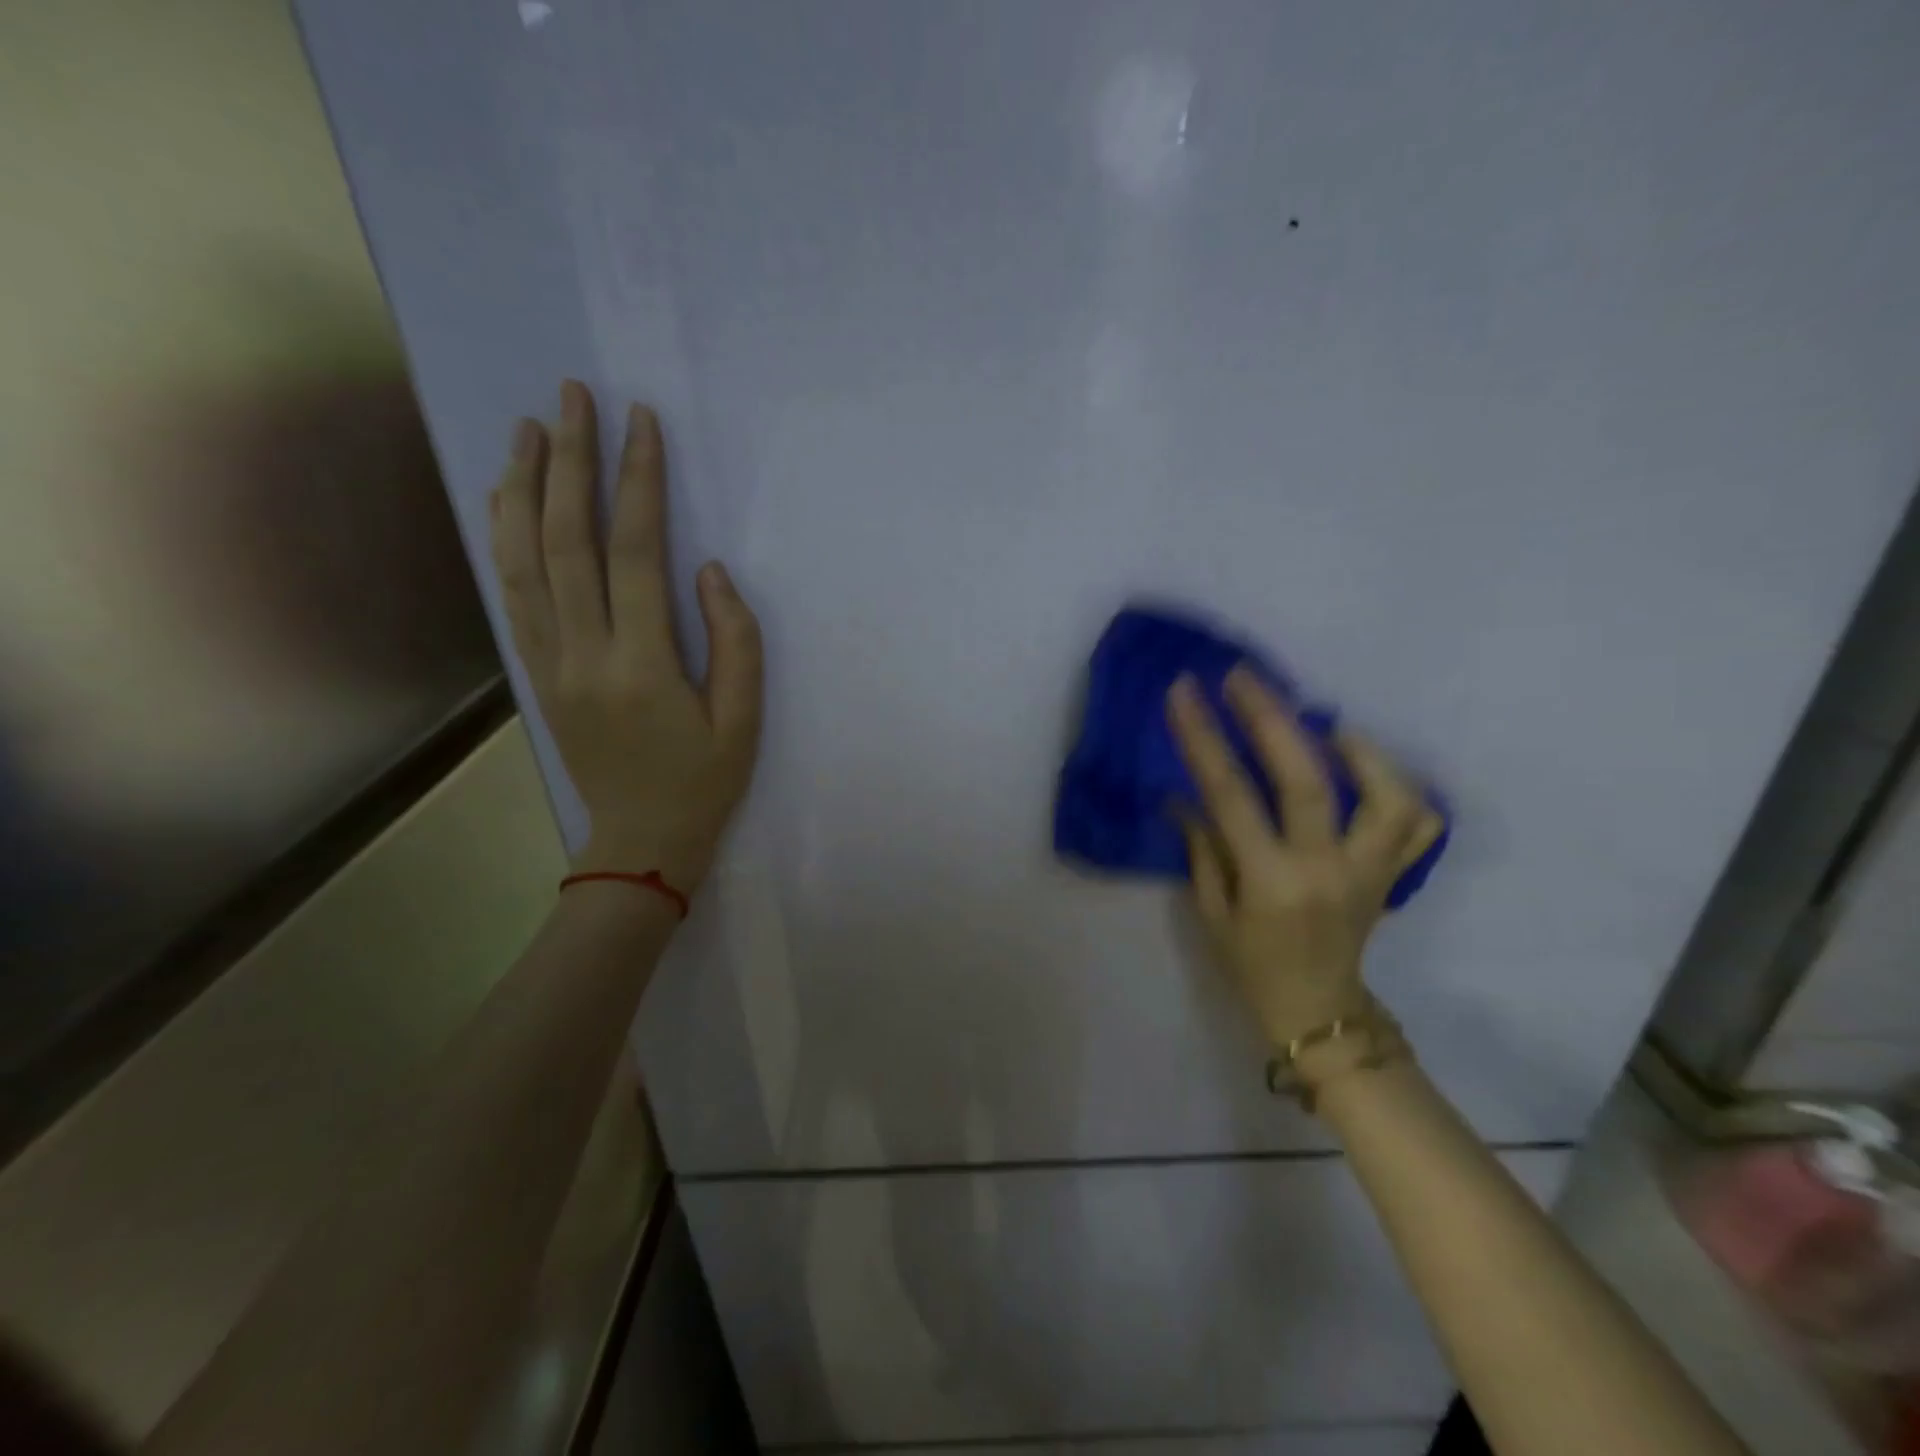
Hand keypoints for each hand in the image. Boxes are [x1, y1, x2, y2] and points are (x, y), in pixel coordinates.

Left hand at [489, 381, 762, 890]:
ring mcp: (549, 662)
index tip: (641, 423)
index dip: (638, 483)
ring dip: (523, 488)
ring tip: (528, 428)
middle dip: (568, 461)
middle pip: (565, 540)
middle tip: (571, 397)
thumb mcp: (744, 719)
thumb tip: (707, 569)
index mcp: (641, 664)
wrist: (641, 840)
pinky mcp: (538, 671)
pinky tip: (507, 500)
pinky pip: (514, 593)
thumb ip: (734, 641)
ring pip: (524, 560)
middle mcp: (583, 653)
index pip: (635, 553)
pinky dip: (506, 538)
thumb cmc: (704, 781)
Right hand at [1167, 667, 1441, 1047]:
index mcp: (1271, 881)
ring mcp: (1372, 870)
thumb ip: (1203, 847)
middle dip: (1271, 717)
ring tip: (1326, 723)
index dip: (1205, 738)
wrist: (1319, 1012)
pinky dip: (1399, 785)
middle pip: (1308, 778)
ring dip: (1359, 748)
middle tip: (1244, 677)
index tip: (1186, 693)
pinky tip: (1365, 766)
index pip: (1231, 795)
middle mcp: (1328, 869)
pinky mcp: (1394, 874)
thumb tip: (1185, 794)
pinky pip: (1419, 822)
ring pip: (1390, 794)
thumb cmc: (1251, 965)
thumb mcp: (1211, 911)